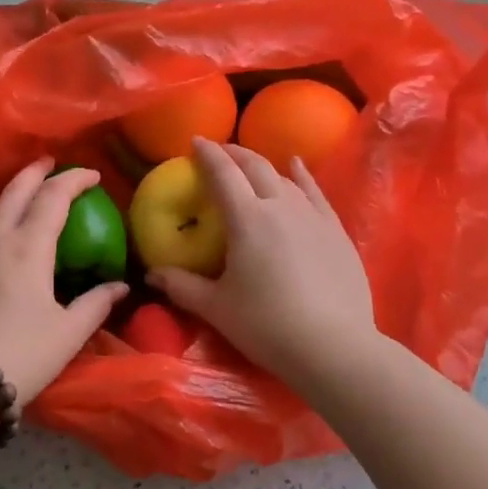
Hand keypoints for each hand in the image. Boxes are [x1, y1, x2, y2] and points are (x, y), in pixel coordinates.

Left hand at [0, 158, 129, 402]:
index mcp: (28, 246)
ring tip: (27, 193)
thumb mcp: (69, 331)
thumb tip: (121, 286)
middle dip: (37, 172)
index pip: (53, 197)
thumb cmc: (22, 353)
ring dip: (13, 192)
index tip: (93, 175)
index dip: (74, 180)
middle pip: (16, 190)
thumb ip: (96, 303)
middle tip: (52, 164)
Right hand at [146, 138, 377, 388]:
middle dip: (234, 154)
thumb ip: (181, 286)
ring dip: (263, 166)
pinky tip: (297, 167)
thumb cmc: (266, 324)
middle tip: (219, 152)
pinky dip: (302, 175)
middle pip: (255, 167)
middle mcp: (280, 206)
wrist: (334, 347)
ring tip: (250, 163)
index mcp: (246, 218)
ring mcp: (312, 216)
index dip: (208, 154)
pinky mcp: (336, 231)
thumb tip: (151, 275)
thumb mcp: (216, 307)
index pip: (223, 173)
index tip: (195, 141)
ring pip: (284, 178)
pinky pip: (316, 192)